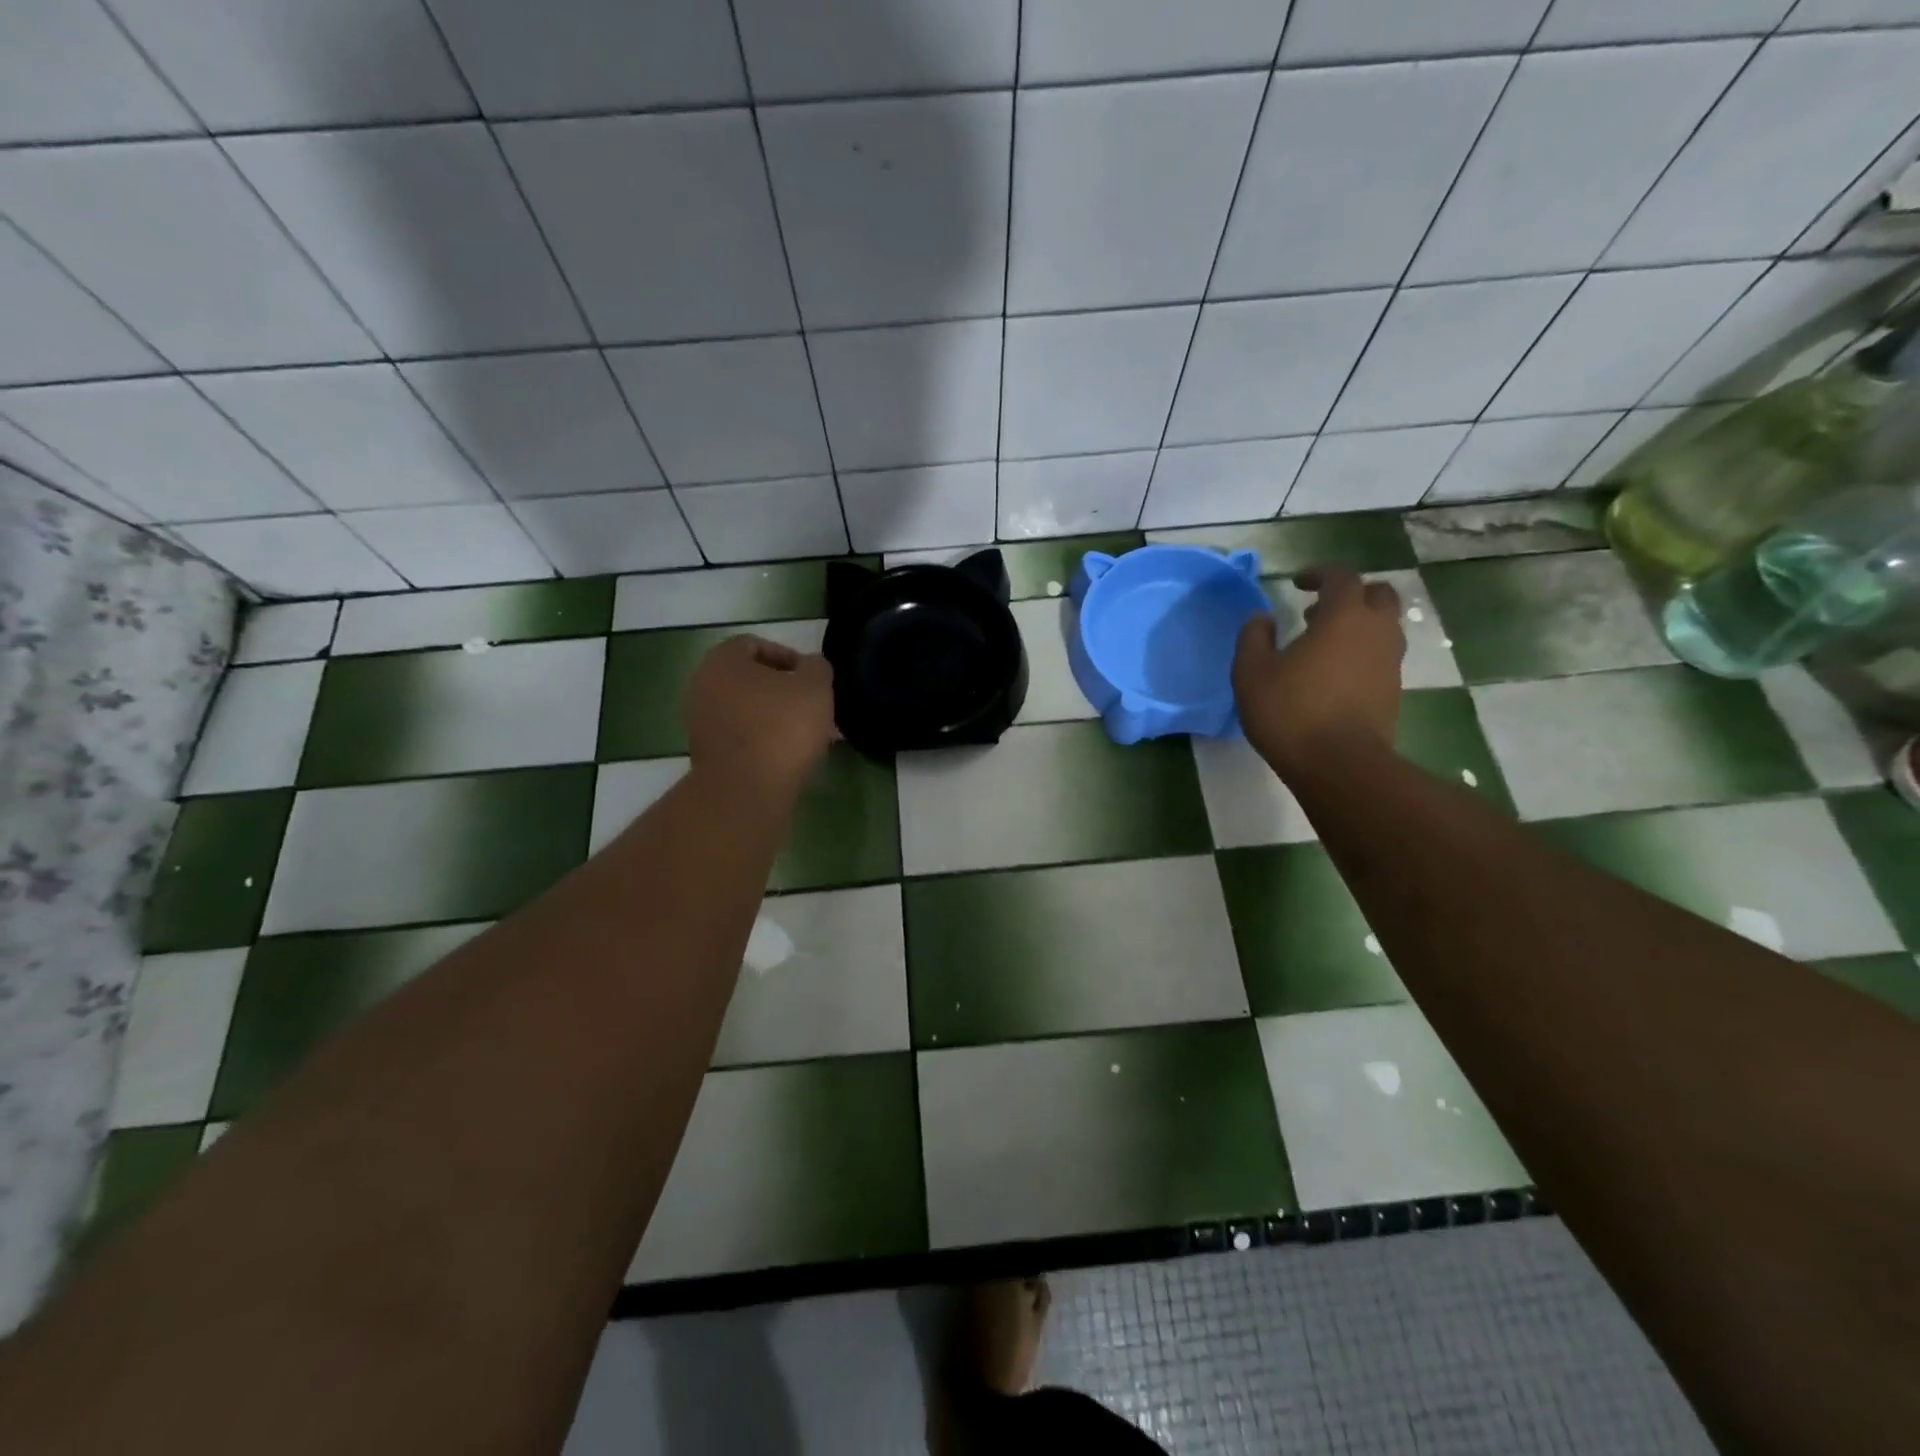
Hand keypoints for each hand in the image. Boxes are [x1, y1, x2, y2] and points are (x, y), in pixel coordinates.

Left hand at [684, 635, 837, 795]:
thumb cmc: (781, 728)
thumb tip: (810, 668)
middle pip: (751, 680)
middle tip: (814, 709)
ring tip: (808, 736)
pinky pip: (742, 737)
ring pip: (748, 711)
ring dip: (777, 719)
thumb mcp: (816, 686)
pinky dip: (765, 741)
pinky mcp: (707, 755)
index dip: (789, 657)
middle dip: (785, 692)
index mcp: (722, 660)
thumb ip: (817, 667)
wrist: (746, 791)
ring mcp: (700, 723)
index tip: (813, 680)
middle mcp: (703, 686)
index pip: (756, 645)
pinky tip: (790, 756)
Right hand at [1232, 564, 1404, 781]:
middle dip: (1351, 594)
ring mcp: (1390, 663)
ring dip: (1357, 625)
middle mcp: (1376, 632)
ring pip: (1384, 627)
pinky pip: (1380, 657)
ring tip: (1323, 644)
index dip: (1319, 573)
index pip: (1342, 576)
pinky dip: (1361, 653)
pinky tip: (1332, 675)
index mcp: (1344, 617)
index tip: (1297, 583)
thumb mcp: (1251, 672)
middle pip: (1378, 595)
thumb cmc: (1291, 711)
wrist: (1340, 764)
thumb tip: (1262, 618)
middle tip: (1319, 610)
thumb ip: (1253, 637)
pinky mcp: (1393, 691)